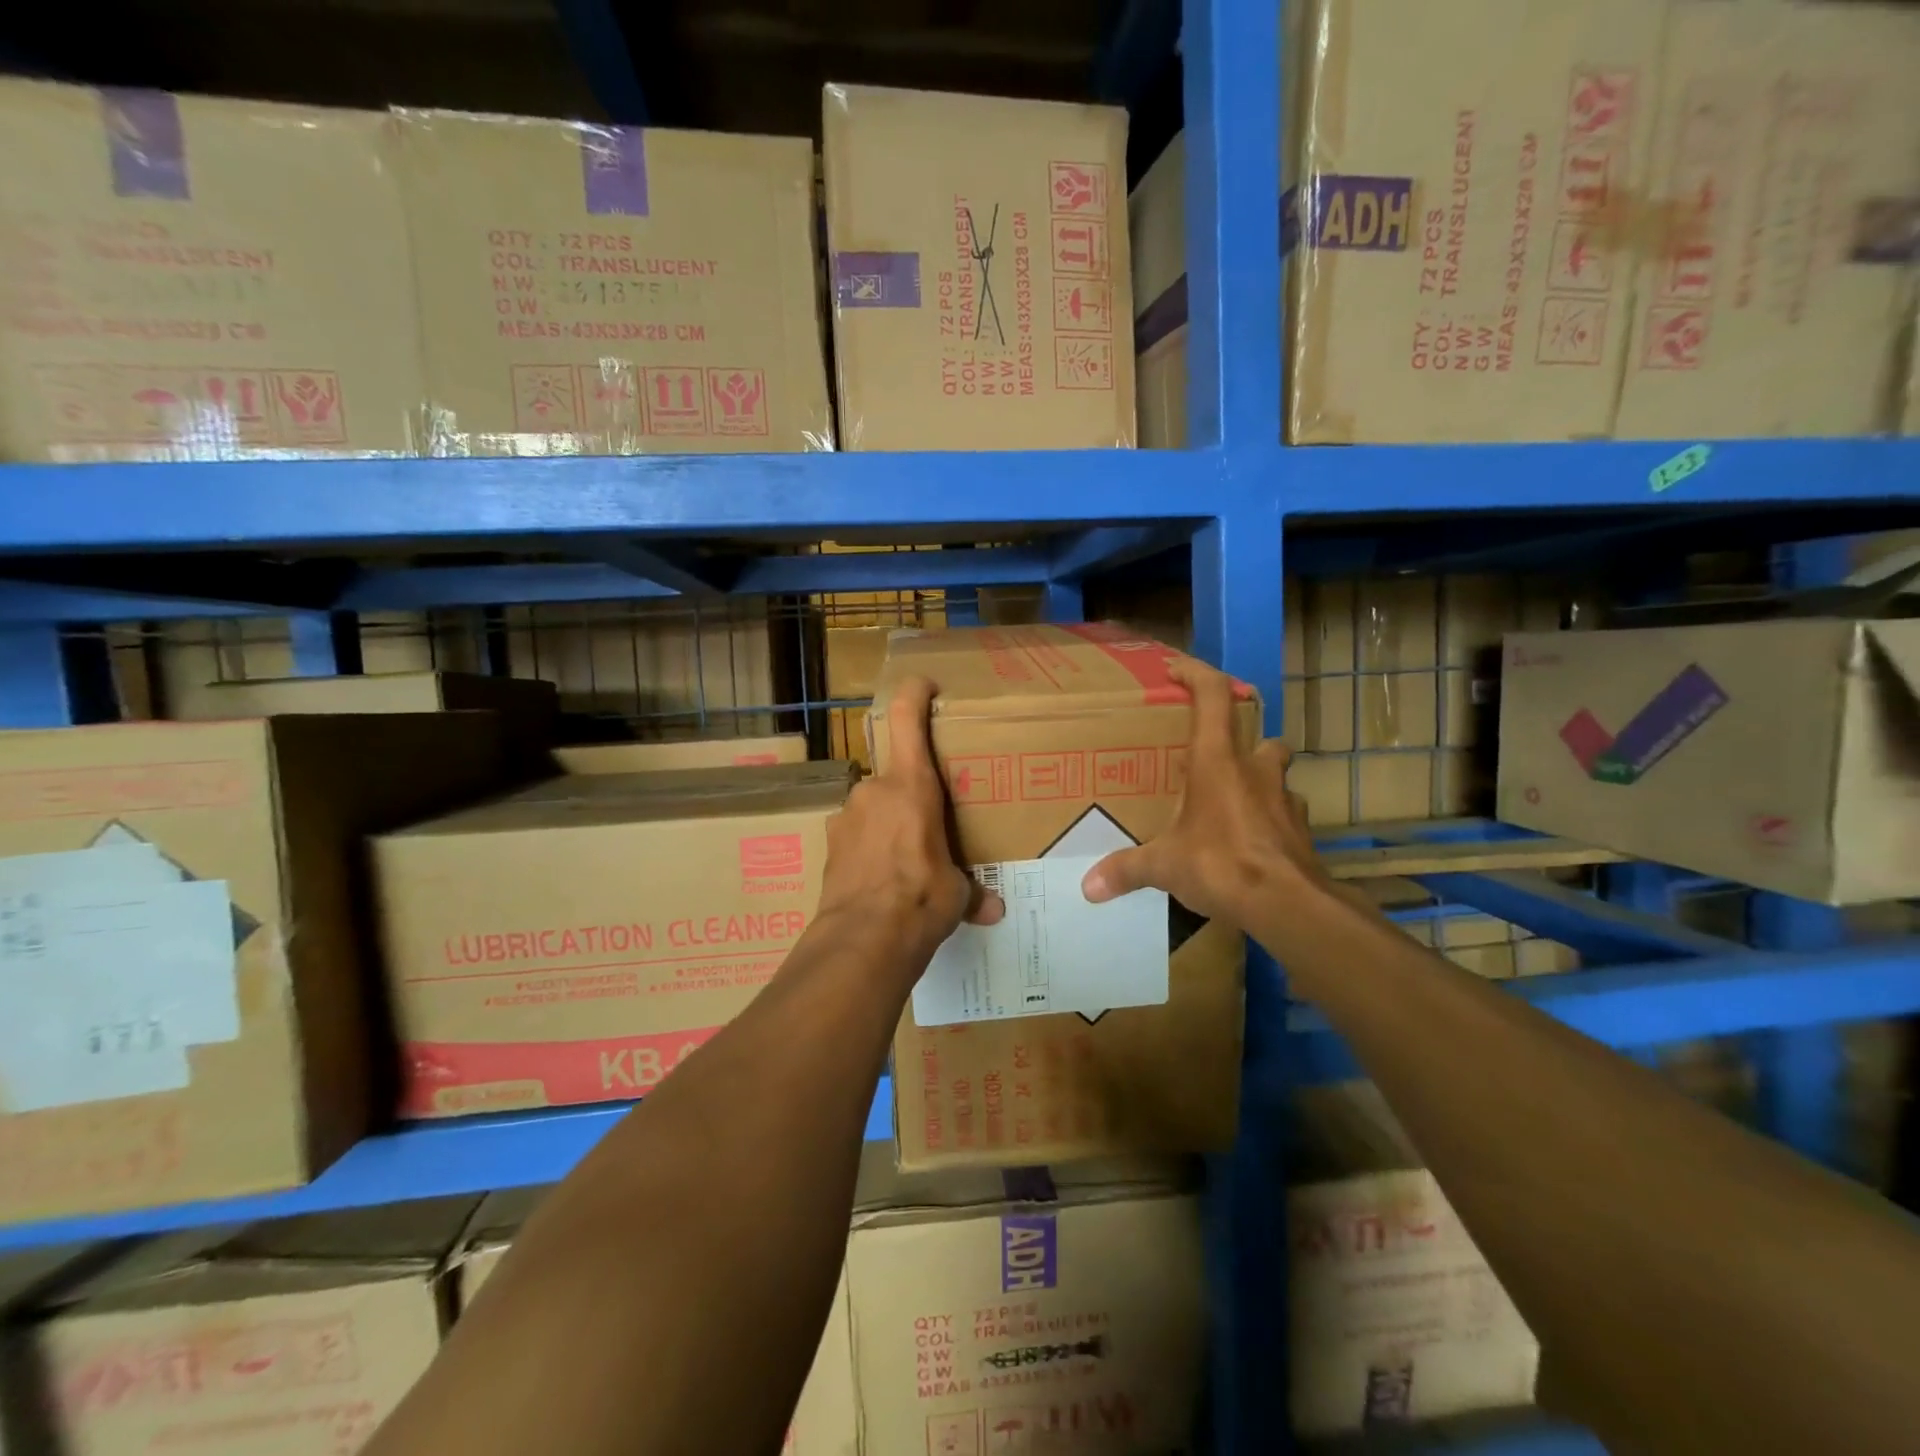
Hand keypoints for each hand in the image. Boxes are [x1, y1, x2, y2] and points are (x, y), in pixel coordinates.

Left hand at [818, 677, 1003, 960]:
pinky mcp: (829, 844)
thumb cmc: (921, 899)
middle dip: (911, 795)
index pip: (906, 718)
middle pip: (894, 775)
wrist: (862, 939)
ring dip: (889, 824)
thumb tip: (994, 910)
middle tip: (930, 825)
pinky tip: (881, 880)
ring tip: (906, 860)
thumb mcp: (956, 894)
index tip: (925, 685)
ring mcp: (845, 815)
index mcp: (912, 786)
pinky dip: (869, 848)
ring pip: (874, 807)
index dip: (914, 693)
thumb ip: (972, 893)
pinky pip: (856, 834)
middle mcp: (874, 790)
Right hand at [1081, 659, 1327, 927]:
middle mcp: (1255, 771)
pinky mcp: (1301, 832)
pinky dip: (1267, 822)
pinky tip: (1248, 843)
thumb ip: (1126, 870)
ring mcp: (1284, 800)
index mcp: (1217, 761)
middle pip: (1260, 737)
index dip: (1196, 673)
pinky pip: (1283, 815)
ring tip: (1230, 806)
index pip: (1213, 696)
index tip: (1176, 669)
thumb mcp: (1164, 866)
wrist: (1288, 904)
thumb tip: (1088, 887)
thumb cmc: (1220, 863)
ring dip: (1258, 782)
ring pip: (1276, 776)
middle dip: (1241, 743)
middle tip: (1213, 762)